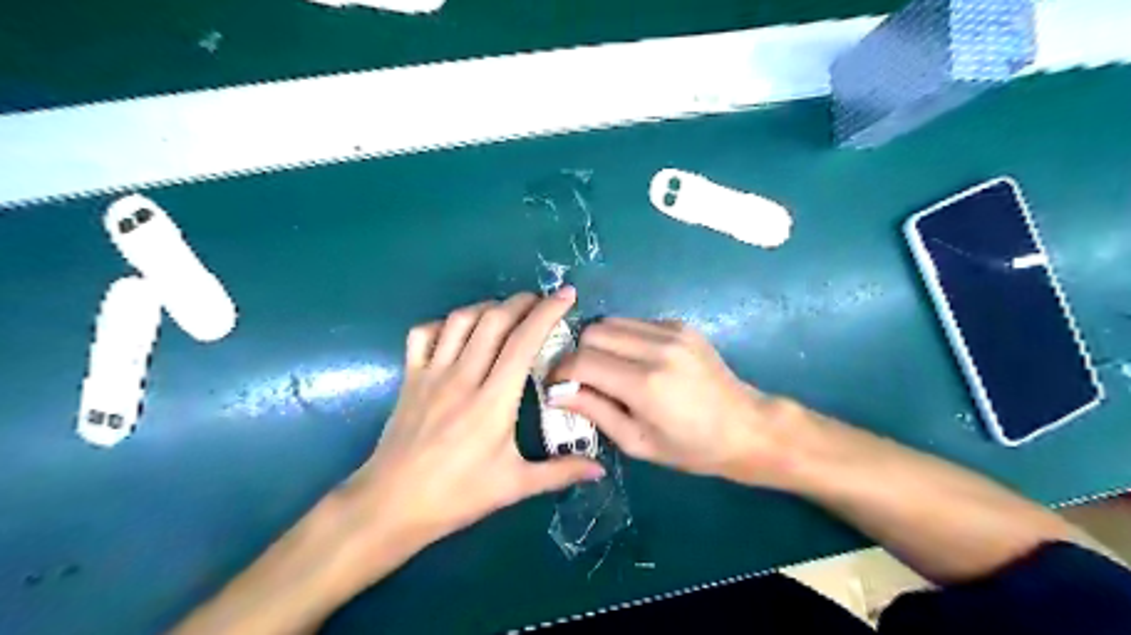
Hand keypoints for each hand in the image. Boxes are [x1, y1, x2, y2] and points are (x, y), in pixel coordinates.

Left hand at [341, 284, 605, 568]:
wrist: (391, 505)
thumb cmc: (457, 496)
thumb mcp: (514, 486)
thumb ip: (560, 473)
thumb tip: (601, 470)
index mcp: (493, 401)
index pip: (524, 342)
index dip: (547, 312)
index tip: (566, 295)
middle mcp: (463, 377)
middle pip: (494, 320)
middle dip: (522, 301)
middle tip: (541, 302)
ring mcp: (432, 374)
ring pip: (461, 320)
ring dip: (488, 307)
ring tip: (506, 312)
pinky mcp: (410, 378)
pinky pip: (424, 334)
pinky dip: (444, 323)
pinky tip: (458, 332)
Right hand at [549, 319, 813, 487]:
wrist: (745, 427)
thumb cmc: (691, 447)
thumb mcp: (637, 442)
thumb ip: (594, 412)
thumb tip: (556, 393)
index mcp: (645, 384)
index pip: (582, 361)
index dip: (560, 371)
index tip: (555, 385)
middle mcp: (657, 348)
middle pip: (593, 332)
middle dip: (578, 354)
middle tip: (581, 378)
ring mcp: (672, 331)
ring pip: (612, 321)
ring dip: (600, 343)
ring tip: (607, 369)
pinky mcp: (681, 325)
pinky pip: (635, 322)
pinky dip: (624, 338)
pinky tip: (634, 360)